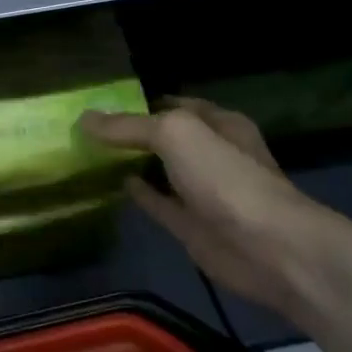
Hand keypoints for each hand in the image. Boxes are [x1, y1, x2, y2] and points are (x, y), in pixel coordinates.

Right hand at [81, 97, 328, 311]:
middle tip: (88, 129)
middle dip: (134, 133)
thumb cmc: (225, 177)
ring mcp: (202, 192)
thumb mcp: (175, 134)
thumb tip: (85, 119)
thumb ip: (129, 126)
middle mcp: (212, 154)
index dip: (143, 103)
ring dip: (134, 163)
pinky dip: (139, 193)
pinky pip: (158, 203)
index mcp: (219, 124)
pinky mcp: (191, 225)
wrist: (266, 247)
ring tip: (92, 154)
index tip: (103, 104)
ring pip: (161, 170)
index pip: (176, 105)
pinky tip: (114, 184)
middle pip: (167, 138)